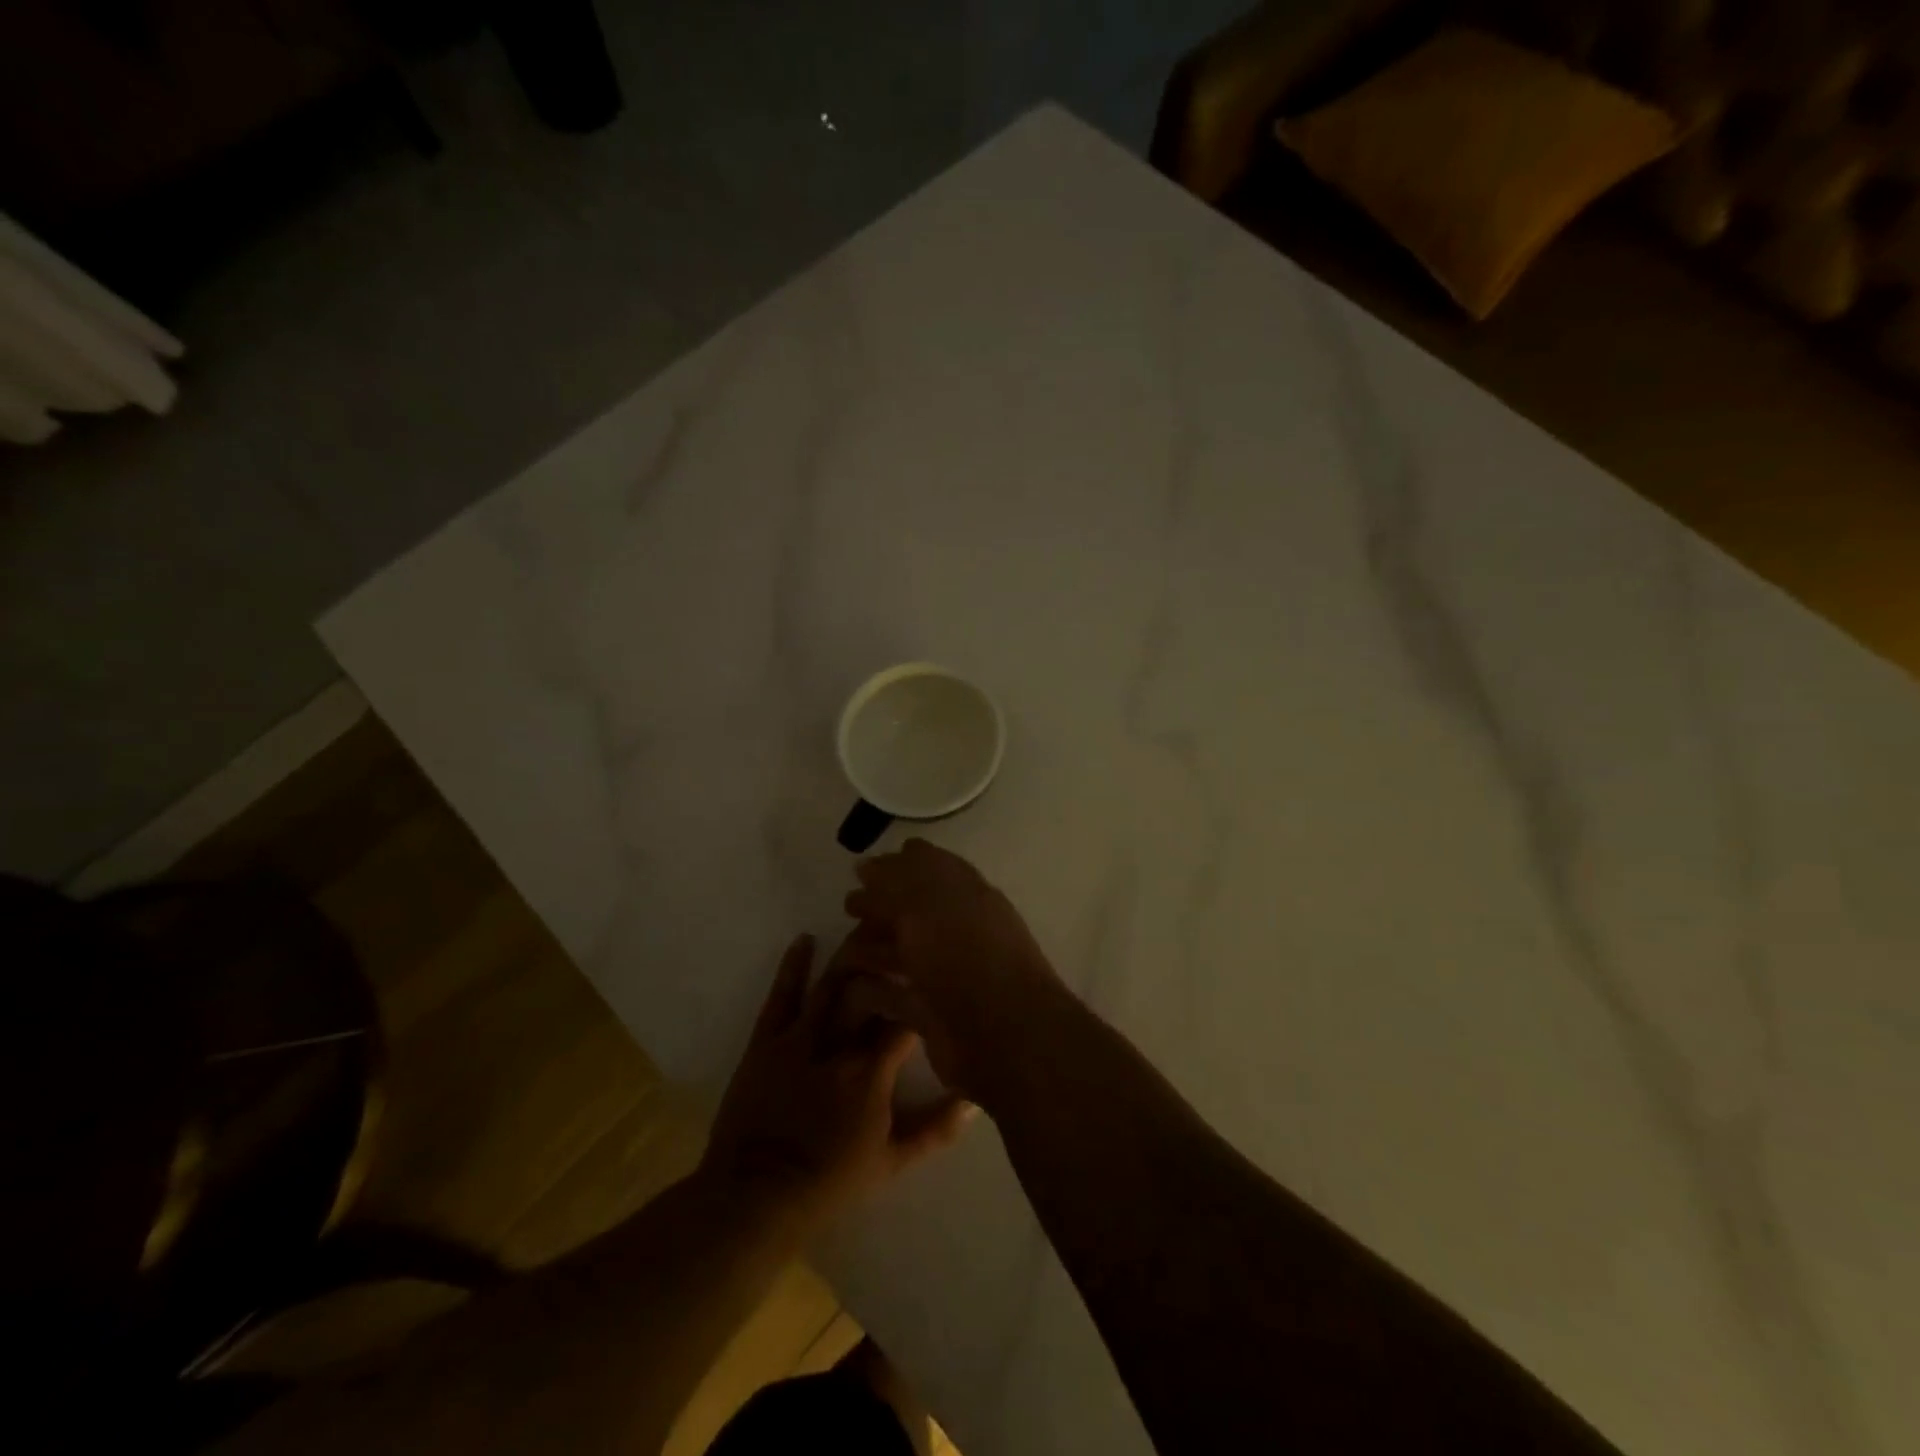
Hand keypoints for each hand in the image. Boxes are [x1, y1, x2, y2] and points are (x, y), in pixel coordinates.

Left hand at [701, 933, 972, 1230]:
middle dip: (889, 964)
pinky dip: (793, 965)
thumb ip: (935, 1130)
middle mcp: (840, 1044)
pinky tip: (806, 938)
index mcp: (872, 1072)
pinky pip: (782, 995)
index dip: (921, 996)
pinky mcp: (766, 1040)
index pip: (906, 1020)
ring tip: (868, 925)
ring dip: (850, 955)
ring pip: (831, 985)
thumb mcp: (891, 1163)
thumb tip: (974, 1100)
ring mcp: (799, 1038)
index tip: (934, 976)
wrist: (755, 1196)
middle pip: (870, 992)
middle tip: (905, 936)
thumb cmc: (829, 1182)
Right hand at [842, 839, 1065, 1100]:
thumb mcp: (925, 906)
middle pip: (911, 911)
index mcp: (965, 895)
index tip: (858, 871)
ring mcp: (945, 973)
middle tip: (847, 909)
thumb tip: (866, 867)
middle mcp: (957, 929)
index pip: (928, 867)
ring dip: (872, 946)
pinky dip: (872, 990)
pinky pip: (895, 995)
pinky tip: (849, 986)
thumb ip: (894, 884)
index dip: (895, 866)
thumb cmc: (965, 956)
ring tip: (842, 945)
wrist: (1002, 1036)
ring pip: (902, 951)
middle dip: (879, 908)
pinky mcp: (932, 1013)